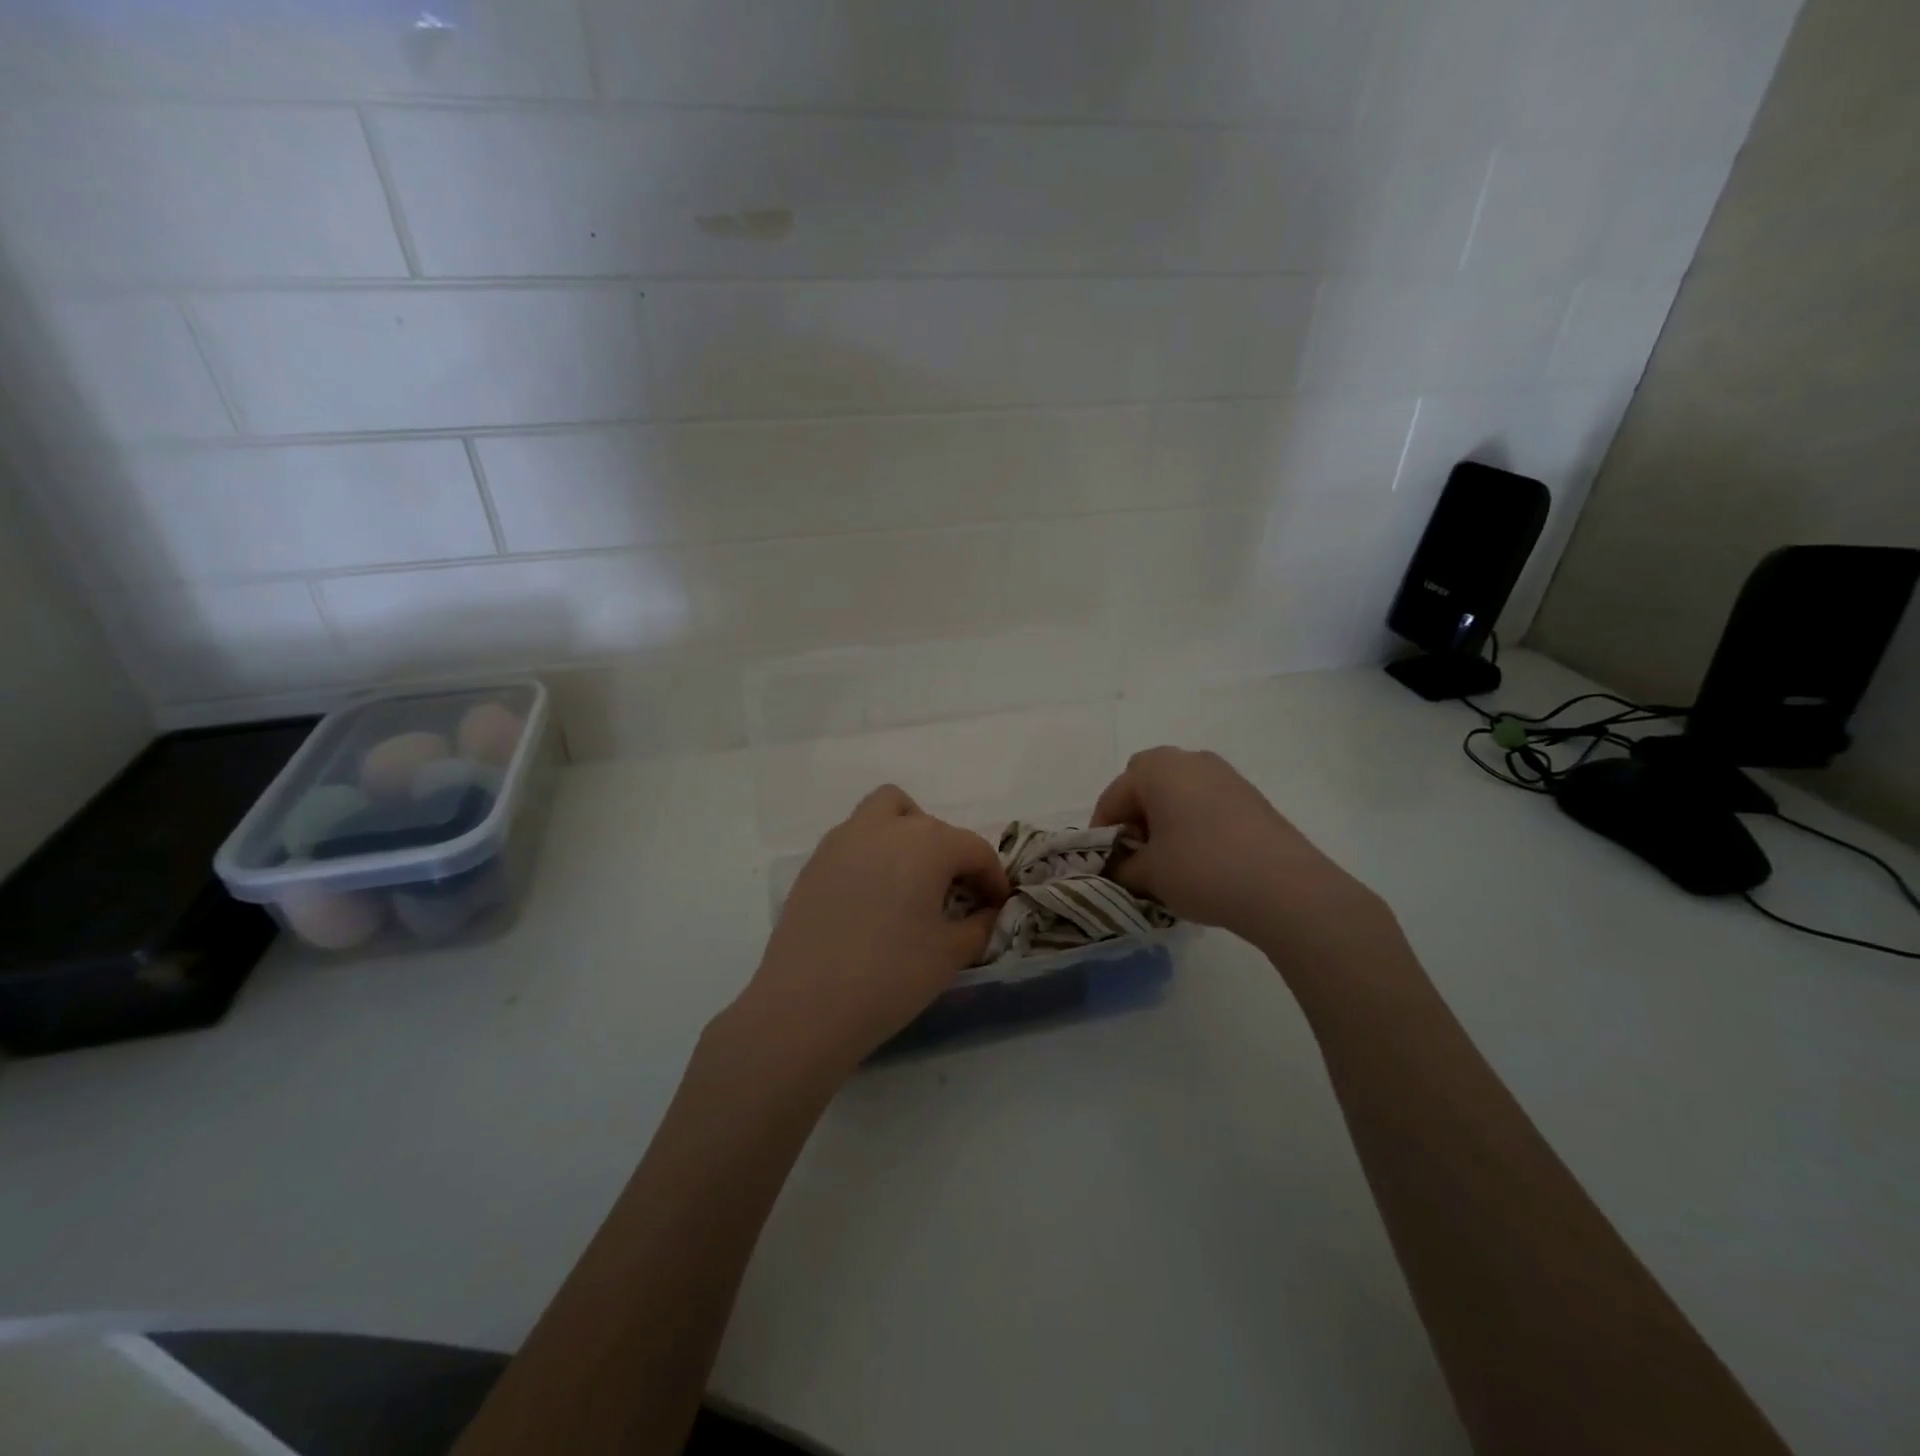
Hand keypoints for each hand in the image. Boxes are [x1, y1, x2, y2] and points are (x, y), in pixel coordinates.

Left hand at [727, 786, 1010, 1077]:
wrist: (805, 1006)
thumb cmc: (890, 976)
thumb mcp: (950, 954)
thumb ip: (979, 925)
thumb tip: (987, 912)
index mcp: (927, 844)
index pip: (974, 849)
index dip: (993, 877)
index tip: (998, 905)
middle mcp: (885, 828)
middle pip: (932, 825)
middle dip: (952, 854)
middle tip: (956, 895)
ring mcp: (844, 840)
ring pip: (886, 811)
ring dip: (908, 833)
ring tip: (912, 879)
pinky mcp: (816, 861)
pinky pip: (855, 837)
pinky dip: (875, 851)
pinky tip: (874, 897)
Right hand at [1092, 747, 1381, 949]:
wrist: (1284, 887)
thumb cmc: (1201, 869)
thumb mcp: (1148, 874)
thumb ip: (1122, 868)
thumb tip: (1119, 868)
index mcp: (1156, 768)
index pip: (1113, 796)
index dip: (1102, 831)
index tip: (1103, 862)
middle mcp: (1189, 759)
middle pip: (1146, 785)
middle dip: (1135, 817)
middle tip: (1135, 854)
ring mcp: (1225, 775)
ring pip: (1178, 793)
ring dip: (1165, 820)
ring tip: (1167, 861)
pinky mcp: (1251, 796)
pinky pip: (1206, 803)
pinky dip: (1193, 824)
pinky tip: (1200, 860)